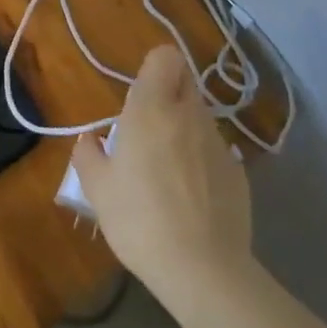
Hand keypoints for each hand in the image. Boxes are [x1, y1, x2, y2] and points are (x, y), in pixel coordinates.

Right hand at [71, 46, 252, 303]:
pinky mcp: (238, 171)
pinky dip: (202, 159)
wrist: (203, 270)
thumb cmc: (139, 220)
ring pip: (200, 116)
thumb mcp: (97, 189)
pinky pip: (214, 149)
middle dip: (168, 94)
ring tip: (167, 167)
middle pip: (184, 81)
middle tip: (147, 128)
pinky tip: (191, 194)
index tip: (139, 94)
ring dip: (184, 127)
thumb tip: (89, 140)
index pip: (165, 56)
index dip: (153, 68)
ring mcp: (219, 142)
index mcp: (152, 109)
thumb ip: (88, 155)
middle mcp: (189, 115)